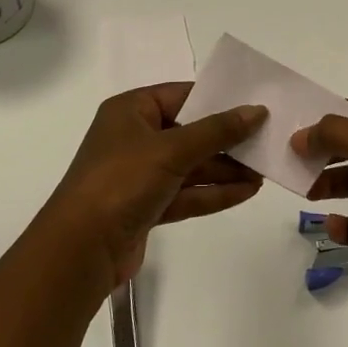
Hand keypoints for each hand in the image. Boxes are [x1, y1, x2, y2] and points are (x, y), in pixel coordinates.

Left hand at [43, 84, 266, 290]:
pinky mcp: (146, 207)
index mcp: (130, 111)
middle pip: (189, 132)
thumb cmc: (121, 182)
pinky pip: (186, 193)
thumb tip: (256, 111)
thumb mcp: (171, 149)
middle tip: (266, 141)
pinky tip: (246, 191)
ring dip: (225, 168)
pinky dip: (213, 192)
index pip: (181, 95)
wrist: (80, 251)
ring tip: (264, 170)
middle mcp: (133, 138)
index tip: (254, 104)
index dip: (217, 99)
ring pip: (190, 165)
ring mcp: (139, 175)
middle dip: (226, 139)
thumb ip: (216, 131)